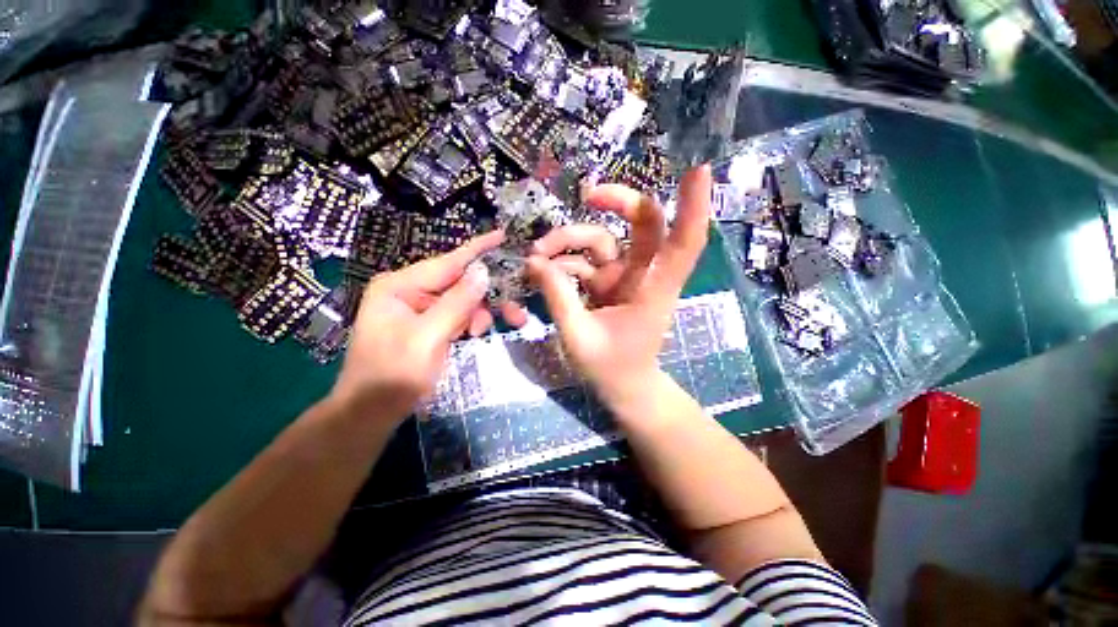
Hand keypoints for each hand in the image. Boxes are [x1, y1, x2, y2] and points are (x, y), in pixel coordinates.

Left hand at [329, 231, 503, 420]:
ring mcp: (419, 309)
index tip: (503, 235)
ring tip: (481, 333)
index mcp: (400, 286)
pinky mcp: (428, 325)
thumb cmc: (394, 375)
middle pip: (458, 283)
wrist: (372, 415)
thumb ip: (457, 303)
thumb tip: (483, 271)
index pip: (448, 262)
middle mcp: (409, 291)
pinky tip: (473, 336)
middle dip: (485, 297)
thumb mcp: (428, 338)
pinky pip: (457, 316)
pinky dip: (470, 323)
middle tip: (514, 312)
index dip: (478, 249)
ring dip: (479, 314)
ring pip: (462, 301)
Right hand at [527, 165, 711, 409]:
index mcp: (653, 290)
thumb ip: (558, 298)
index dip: (693, 207)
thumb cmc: (611, 368)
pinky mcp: (607, 283)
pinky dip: (563, 262)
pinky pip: (584, 261)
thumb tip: (535, 262)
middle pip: (644, 223)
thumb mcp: (579, 337)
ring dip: (569, 241)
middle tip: (587, 196)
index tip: (698, 168)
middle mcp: (643, 276)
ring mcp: (624, 277)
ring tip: (537, 256)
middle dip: (618, 202)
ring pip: (602, 240)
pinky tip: (542, 271)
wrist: (623, 387)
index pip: (683, 242)